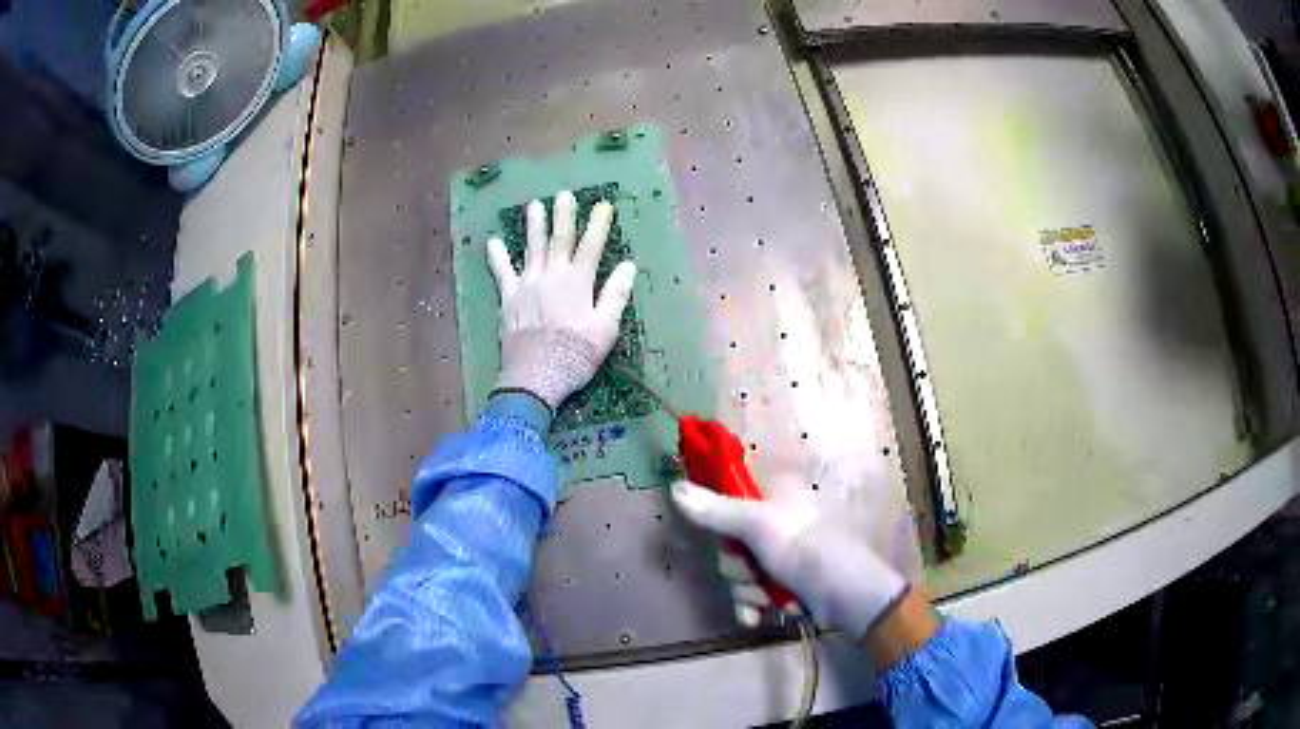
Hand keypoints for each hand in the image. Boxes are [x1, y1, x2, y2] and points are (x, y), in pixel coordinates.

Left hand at [487, 190, 636, 409]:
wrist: (536, 376)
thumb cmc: (575, 355)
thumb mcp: (605, 329)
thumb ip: (615, 295)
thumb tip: (628, 266)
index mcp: (578, 282)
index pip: (591, 245)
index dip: (598, 224)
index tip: (603, 205)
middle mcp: (551, 276)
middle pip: (559, 239)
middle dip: (563, 215)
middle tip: (563, 194)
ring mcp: (527, 285)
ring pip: (531, 248)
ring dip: (533, 225)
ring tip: (534, 205)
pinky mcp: (508, 298)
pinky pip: (502, 272)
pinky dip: (497, 256)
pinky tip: (493, 241)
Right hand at [671, 479, 906, 640]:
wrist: (845, 595)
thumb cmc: (805, 549)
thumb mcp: (758, 525)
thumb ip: (716, 511)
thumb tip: (675, 487)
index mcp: (772, 497)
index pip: (727, 497)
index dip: (715, 515)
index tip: (715, 530)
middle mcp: (772, 524)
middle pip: (727, 543)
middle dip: (735, 566)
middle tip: (751, 569)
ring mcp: (777, 558)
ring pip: (737, 573)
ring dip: (746, 590)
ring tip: (766, 597)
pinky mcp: (781, 585)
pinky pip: (748, 595)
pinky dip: (752, 607)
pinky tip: (759, 615)